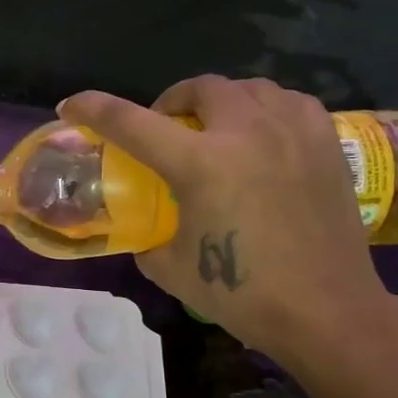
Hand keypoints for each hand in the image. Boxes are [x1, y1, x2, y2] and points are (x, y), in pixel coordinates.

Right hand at [59, 77, 394, 361]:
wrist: (326, 310)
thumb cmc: (242, 293)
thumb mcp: (170, 269)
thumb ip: (149, 237)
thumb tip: (145, 228)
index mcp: (201, 164)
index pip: (133, 123)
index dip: (95, 109)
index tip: (72, 104)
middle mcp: (246, 133)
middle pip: (199, 88)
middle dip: (171, 102)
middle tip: (166, 129)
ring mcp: (292, 132)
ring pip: (248, 87)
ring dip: (220, 101)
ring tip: (216, 129)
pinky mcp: (326, 142)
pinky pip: (288, 102)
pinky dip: (264, 109)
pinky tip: (262, 136)